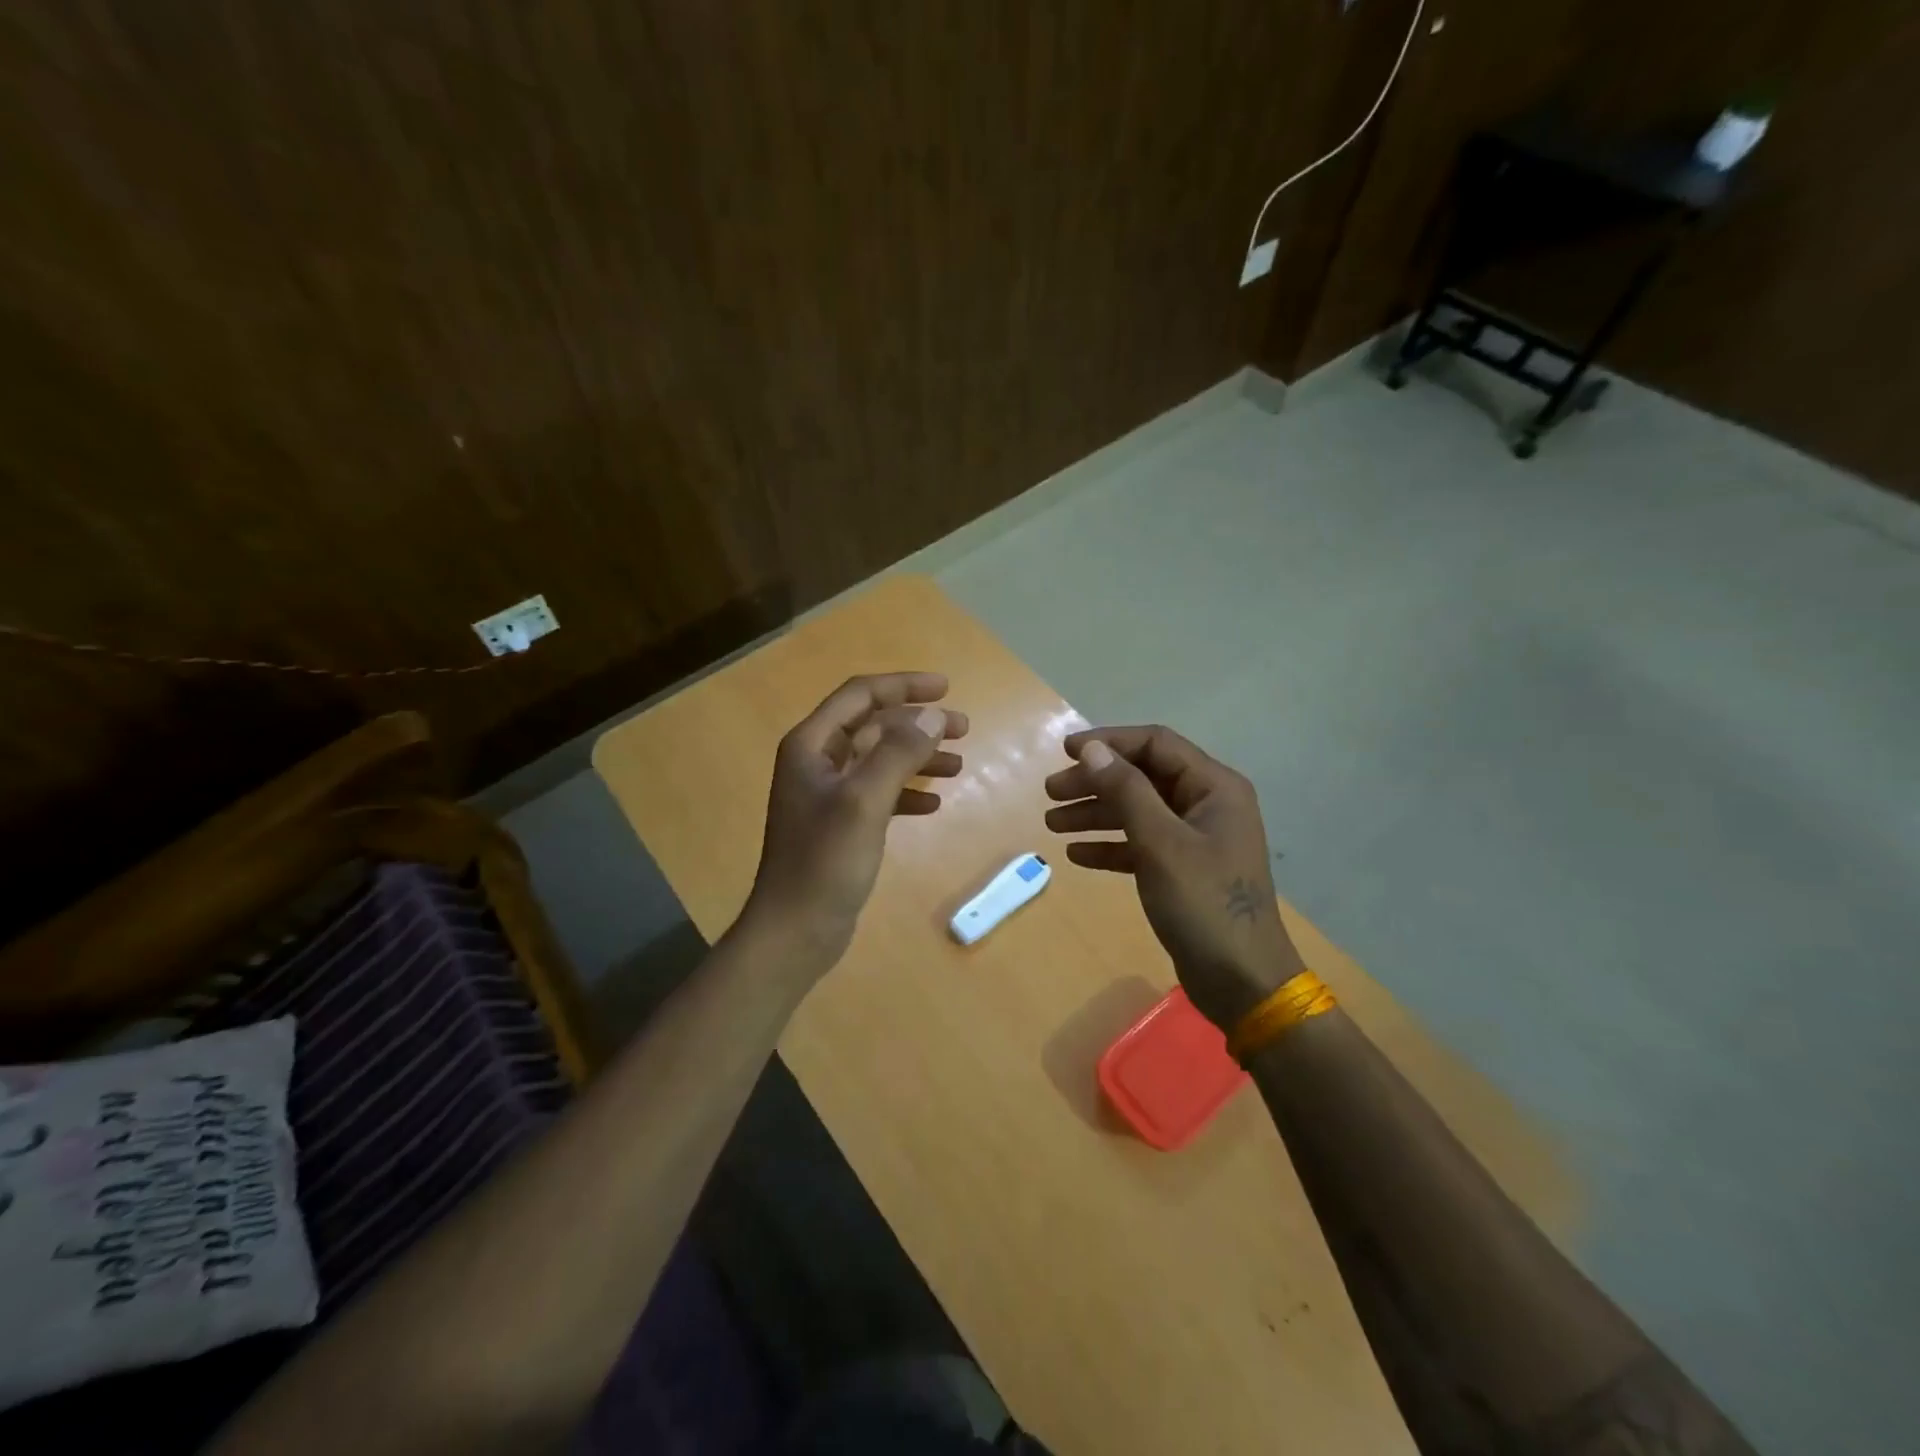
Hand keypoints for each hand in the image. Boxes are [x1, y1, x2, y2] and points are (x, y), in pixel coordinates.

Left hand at [742, 672, 967, 975]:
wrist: (795, 930)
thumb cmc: (825, 861)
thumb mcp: (864, 802)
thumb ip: (898, 753)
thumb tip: (933, 716)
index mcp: (811, 745)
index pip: (860, 696)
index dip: (903, 686)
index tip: (946, 688)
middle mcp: (817, 762)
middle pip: (873, 726)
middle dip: (918, 724)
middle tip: (964, 730)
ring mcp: (828, 795)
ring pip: (880, 760)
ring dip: (918, 758)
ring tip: (959, 767)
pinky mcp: (841, 824)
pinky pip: (879, 794)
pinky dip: (907, 793)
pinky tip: (933, 805)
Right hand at [1044, 725, 1303, 1028]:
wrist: (1242, 981)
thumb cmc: (1204, 903)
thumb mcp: (1161, 843)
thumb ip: (1126, 791)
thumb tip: (1093, 749)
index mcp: (1214, 787)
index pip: (1155, 744)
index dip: (1109, 742)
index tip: (1066, 752)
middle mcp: (1206, 805)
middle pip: (1142, 777)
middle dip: (1095, 782)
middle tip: (1051, 793)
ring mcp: (1196, 839)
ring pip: (1137, 811)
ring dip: (1096, 813)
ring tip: (1052, 823)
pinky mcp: (1183, 870)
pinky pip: (1141, 844)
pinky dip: (1110, 845)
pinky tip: (1077, 854)